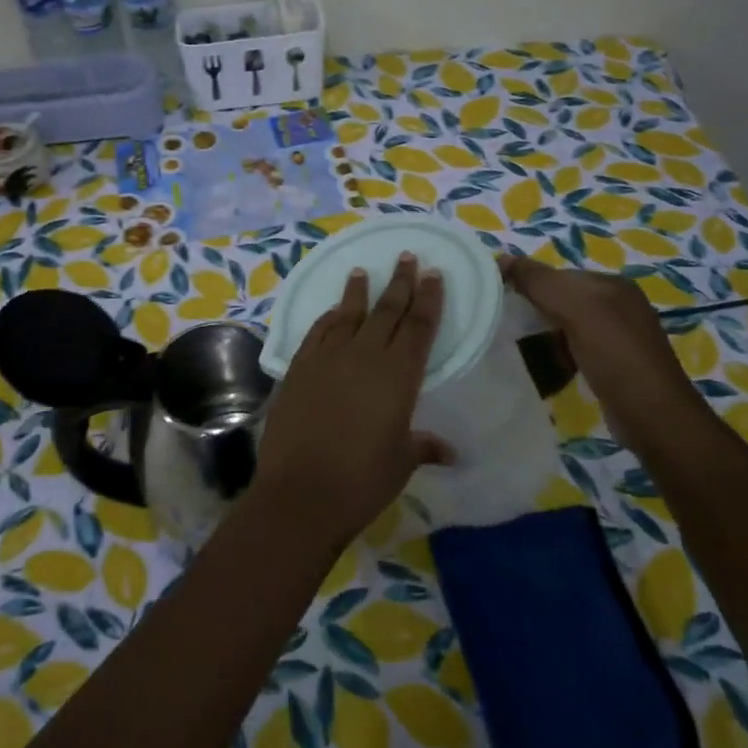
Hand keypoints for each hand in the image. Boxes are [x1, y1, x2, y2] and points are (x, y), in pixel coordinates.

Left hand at [253, 253, 451, 550]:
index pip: (419, 326)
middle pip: (387, 311)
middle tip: (406, 257)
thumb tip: (448, 451)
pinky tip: (333, 311)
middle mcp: (364, 356)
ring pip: (348, 315)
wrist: (302, 491)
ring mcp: (327, 359)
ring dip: (358, 292)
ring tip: (364, 271)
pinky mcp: (298, 368)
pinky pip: (317, 333)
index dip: (428, 299)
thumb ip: (422, 446)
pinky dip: (327, 318)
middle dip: (400, 283)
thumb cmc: (362, 480)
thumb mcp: (401, 462)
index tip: (434, 274)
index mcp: (399, 375)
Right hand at [498, 253, 701, 429]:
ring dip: (544, 336)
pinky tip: (545, 367)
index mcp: (613, 284)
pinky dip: (557, 356)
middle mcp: (619, 305)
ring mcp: (618, 337)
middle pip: (562, 299)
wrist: (651, 414)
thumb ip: (538, 280)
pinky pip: (575, 350)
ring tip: (520, 348)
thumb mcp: (575, 307)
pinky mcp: (614, 365)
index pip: (559, 274)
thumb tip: (501, 257)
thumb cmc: (614, 353)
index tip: (502, 302)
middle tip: (507, 326)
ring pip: (567, 326)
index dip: (530, 283)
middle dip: (536, 310)